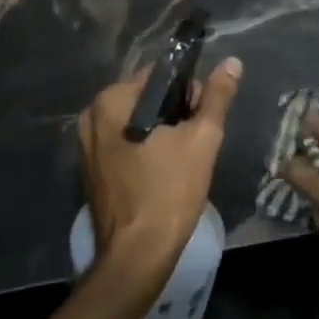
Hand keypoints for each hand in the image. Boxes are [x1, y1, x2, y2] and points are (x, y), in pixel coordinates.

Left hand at [78, 58, 242, 306]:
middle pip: (147, 98)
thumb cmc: (170, 191)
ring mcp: (86, 146)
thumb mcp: (202, 139)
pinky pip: (124, 145)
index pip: (160, 75)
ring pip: (137, 122)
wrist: (137, 255)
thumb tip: (231, 63)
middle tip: (195, 142)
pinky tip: (162, 172)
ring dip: (162, 133)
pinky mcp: (90, 170)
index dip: (189, 91)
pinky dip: (145, 150)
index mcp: (112, 100)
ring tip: (182, 159)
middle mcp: (92, 116)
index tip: (203, 118)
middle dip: (175, 113)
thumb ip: (217, 97)